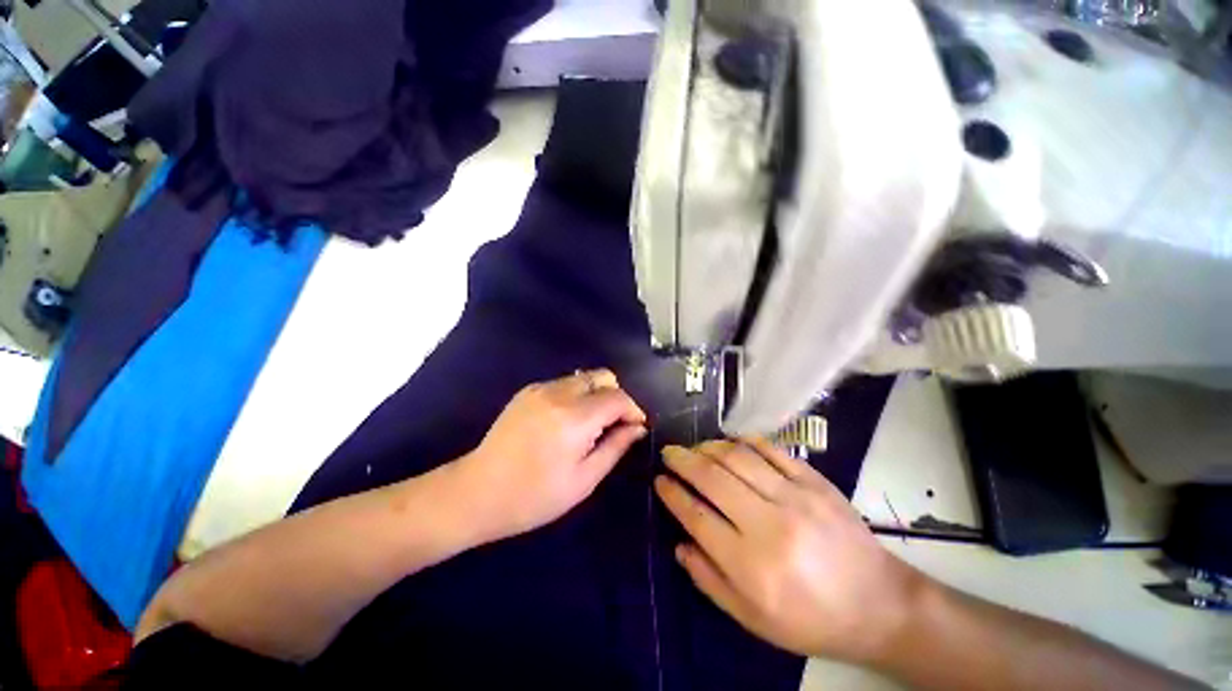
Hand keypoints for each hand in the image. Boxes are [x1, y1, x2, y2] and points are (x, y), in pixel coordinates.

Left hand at [459, 369, 647, 541]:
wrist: (477, 492)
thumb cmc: (534, 496)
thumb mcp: (584, 480)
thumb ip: (615, 447)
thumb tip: (638, 428)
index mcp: (574, 418)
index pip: (618, 397)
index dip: (633, 409)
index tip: (636, 427)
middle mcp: (559, 393)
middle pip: (603, 377)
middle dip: (616, 397)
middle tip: (613, 425)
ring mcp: (540, 388)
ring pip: (584, 377)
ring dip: (597, 395)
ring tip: (591, 425)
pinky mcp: (528, 390)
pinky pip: (565, 383)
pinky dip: (577, 395)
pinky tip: (567, 421)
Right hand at [655, 438, 923, 663]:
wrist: (879, 605)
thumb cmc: (811, 619)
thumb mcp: (754, 620)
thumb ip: (710, 581)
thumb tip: (680, 544)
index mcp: (752, 565)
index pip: (697, 516)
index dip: (673, 494)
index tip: (659, 481)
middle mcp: (770, 525)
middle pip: (712, 479)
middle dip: (683, 460)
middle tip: (669, 452)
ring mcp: (795, 497)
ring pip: (738, 458)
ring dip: (708, 447)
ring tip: (695, 447)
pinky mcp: (814, 481)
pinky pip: (771, 450)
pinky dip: (745, 441)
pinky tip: (730, 441)